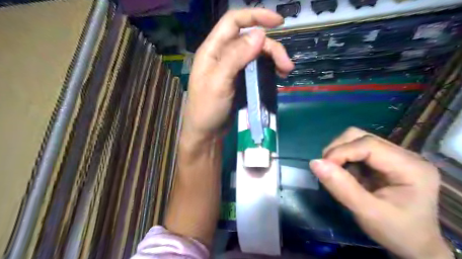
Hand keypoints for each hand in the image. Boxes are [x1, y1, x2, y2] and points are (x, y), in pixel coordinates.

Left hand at [183, 9, 293, 139]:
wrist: (206, 133)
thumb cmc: (207, 109)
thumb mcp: (218, 82)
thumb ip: (236, 57)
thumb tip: (260, 34)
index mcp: (213, 50)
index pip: (233, 21)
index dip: (255, 16)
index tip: (278, 22)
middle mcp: (223, 55)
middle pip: (251, 40)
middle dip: (271, 48)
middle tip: (287, 65)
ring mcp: (233, 68)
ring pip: (256, 54)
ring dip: (273, 59)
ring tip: (285, 72)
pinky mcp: (240, 81)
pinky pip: (257, 68)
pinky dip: (269, 70)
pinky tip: (277, 76)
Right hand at [310, 128, 451, 258]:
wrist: (415, 245)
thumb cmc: (396, 231)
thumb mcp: (367, 213)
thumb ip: (341, 187)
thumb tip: (314, 162)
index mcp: (410, 166)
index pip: (367, 144)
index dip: (340, 152)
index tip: (323, 168)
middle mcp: (405, 155)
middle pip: (360, 136)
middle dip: (337, 150)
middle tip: (327, 169)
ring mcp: (395, 155)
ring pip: (356, 139)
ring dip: (339, 153)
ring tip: (336, 172)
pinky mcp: (385, 160)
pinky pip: (357, 149)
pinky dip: (344, 158)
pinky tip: (345, 174)